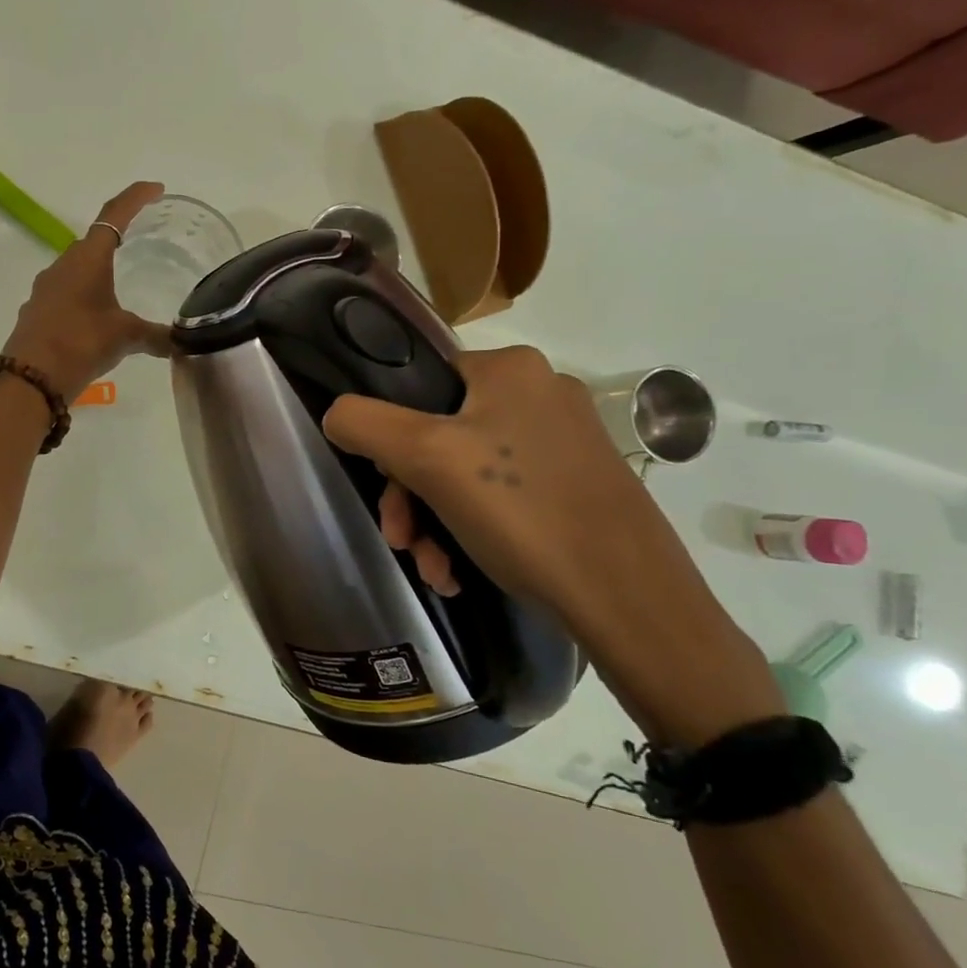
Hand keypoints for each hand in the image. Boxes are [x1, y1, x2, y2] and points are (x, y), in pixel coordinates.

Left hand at [0, 181, 171, 395]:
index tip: (156, 189)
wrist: (31, 379)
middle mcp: (63, 264)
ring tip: (121, 283)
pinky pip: (66, 292)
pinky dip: (84, 295)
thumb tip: (183, 342)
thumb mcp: (126, 337)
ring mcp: (46, 288)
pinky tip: (96, 317)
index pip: (114, 214)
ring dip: (98, 269)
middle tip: (142, 241)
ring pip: (77, 268)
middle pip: (94, 240)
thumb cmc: (82, 343)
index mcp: (88, 258)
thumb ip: (157, 336)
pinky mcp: (37, 311)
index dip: (136, 198)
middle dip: (118, 237)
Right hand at [323, 346, 781, 744]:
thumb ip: (364, 423)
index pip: (418, 384)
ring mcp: (564, 441)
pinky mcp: (578, 485)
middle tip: (404, 542)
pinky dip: (472, 531)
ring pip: (466, 472)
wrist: (629, 599)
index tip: (386, 489)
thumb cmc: (522, 512)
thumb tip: (337, 414)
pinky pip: (502, 496)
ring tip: (437, 571)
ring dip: (436, 523)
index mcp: (510, 368)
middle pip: (438, 435)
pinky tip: (464, 572)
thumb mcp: (426, 458)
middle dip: (411, 496)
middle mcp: (541, 393)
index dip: (390, 437)